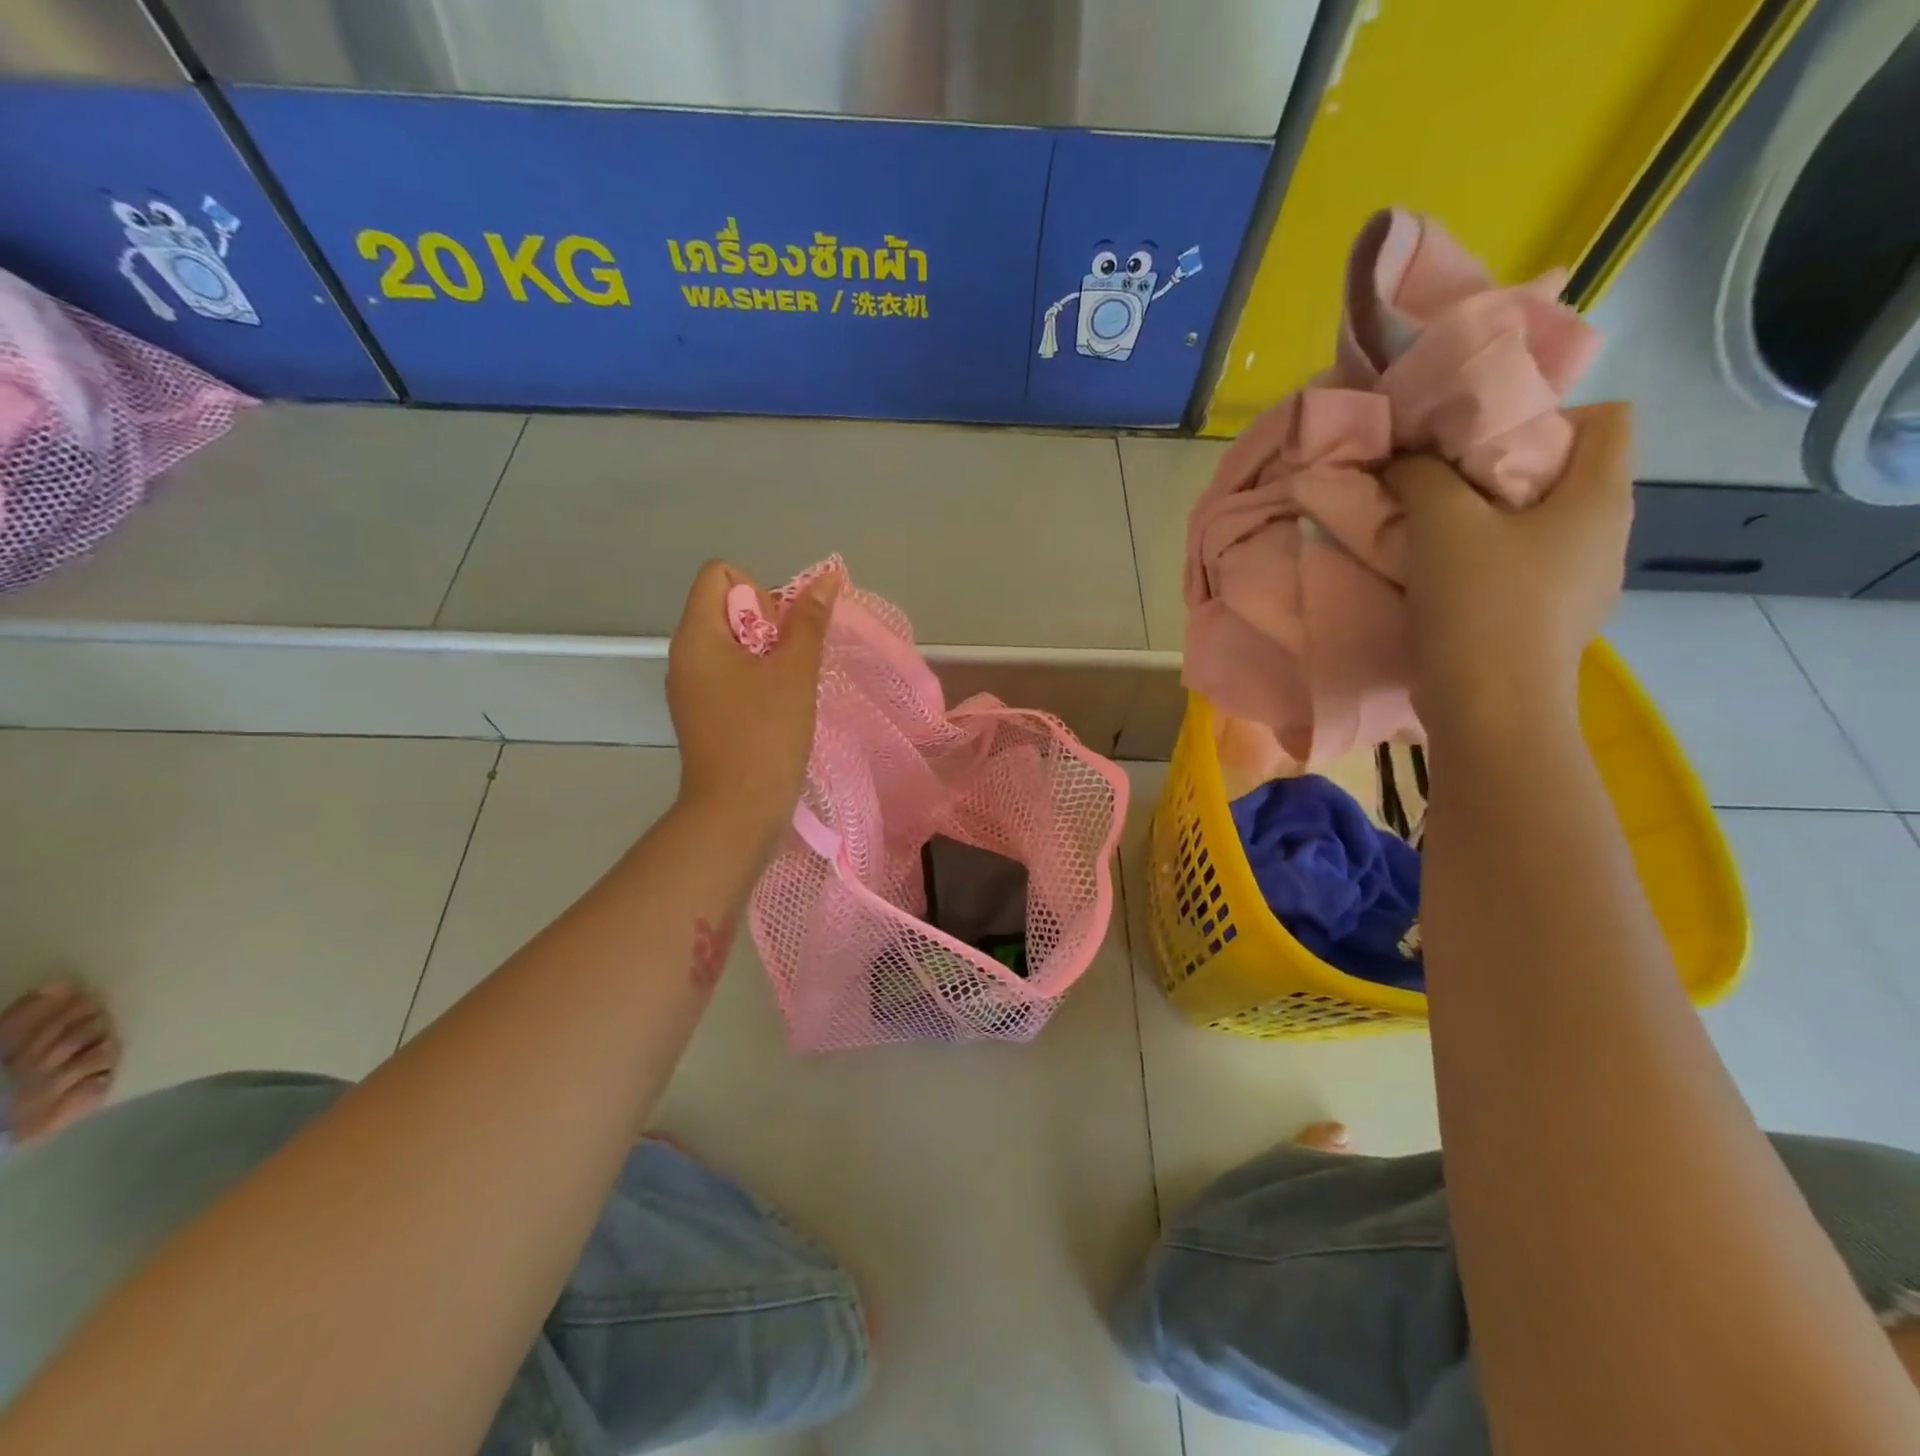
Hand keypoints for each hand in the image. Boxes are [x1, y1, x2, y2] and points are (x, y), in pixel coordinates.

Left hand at [666, 560, 835, 853]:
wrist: (737, 811)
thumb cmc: (765, 734)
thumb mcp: (795, 672)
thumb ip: (809, 621)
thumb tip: (827, 578)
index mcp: (697, 635)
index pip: (720, 574)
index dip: (758, 590)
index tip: (780, 632)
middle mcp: (685, 655)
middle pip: (727, 608)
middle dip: (768, 624)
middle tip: (792, 663)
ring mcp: (691, 688)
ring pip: (732, 645)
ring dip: (768, 655)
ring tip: (791, 687)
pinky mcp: (703, 715)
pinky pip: (730, 677)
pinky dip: (757, 680)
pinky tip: (780, 708)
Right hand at [1384, 402, 1633, 730]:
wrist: (1490, 709)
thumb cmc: (1480, 605)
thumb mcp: (1441, 523)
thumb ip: (1421, 475)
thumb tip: (1404, 459)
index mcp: (1601, 499)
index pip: (1608, 417)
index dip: (1545, 415)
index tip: (1478, 443)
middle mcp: (1608, 536)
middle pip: (1564, 474)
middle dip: (1501, 472)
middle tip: (1442, 488)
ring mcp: (1585, 586)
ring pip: (1540, 527)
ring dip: (1489, 523)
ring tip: (1435, 538)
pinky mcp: (1553, 622)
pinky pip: (1526, 570)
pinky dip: (1489, 565)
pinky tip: (1448, 584)